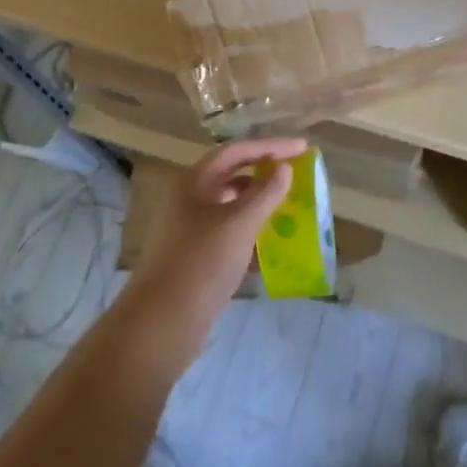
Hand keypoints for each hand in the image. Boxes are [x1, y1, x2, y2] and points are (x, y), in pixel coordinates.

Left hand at [130, 137, 307, 350]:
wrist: (164, 320)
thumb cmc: (202, 261)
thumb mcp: (239, 223)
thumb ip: (265, 193)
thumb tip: (284, 168)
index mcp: (194, 181)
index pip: (236, 151)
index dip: (270, 146)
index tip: (302, 147)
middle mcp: (190, 199)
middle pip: (232, 176)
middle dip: (265, 174)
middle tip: (298, 176)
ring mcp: (191, 229)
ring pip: (231, 207)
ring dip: (260, 205)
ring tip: (292, 209)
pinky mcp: (196, 257)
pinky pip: (229, 234)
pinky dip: (252, 234)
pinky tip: (275, 246)